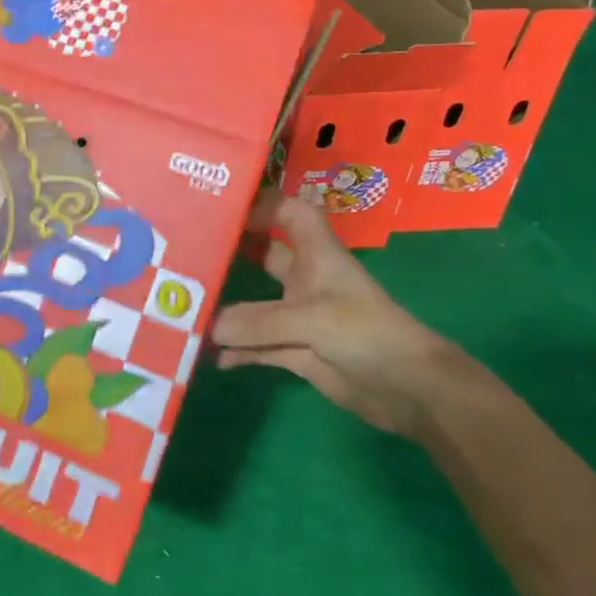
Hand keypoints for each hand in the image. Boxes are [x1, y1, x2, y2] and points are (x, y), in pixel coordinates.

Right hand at [210, 191, 481, 438]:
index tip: (220, 205)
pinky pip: (256, 345)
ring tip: (185, 305)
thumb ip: (257, 323)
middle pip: (263, 254)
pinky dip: (235, 350)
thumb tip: (208, 327)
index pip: (289, 213)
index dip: (261, 203)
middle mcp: (304, 280)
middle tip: (186, 251)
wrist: (411, 392)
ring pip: (254, 304)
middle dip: (231, 251)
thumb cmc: (367, 333)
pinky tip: (207, 354)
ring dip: (226, 308)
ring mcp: (299, 317)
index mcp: (316, 256)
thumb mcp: (311, 320)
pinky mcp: (297, 351)